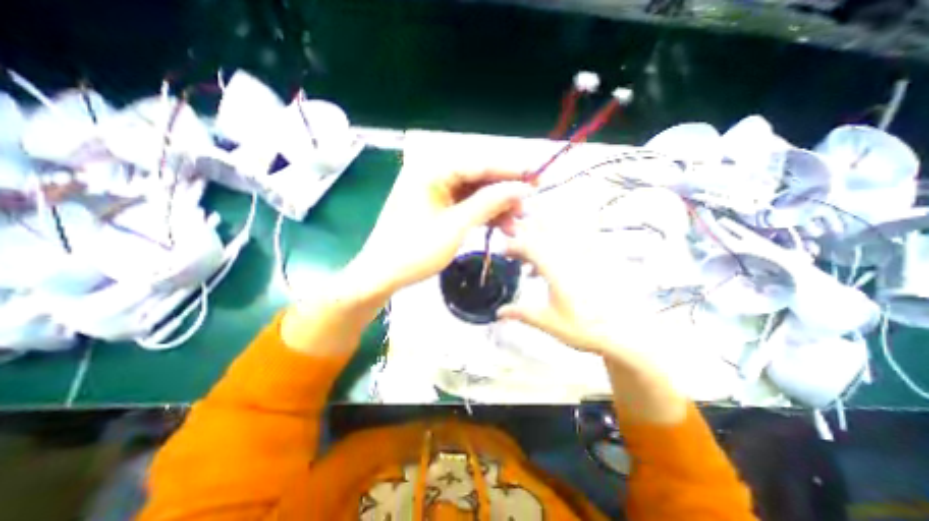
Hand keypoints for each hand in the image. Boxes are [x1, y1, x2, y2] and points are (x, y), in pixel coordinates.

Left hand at [346, 165, 536, 298]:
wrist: (383, 274)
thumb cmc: (415, 250)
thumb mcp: (456, 226)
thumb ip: (489, 203)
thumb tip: (521, 187)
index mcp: (431, 170)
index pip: (479, 164)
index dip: (510, 171)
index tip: (537, 177)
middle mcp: (432, 174)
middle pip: (478, 178)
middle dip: (504, 194)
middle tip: (528, 206)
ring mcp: (434, 191)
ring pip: (473, 194)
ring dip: (496, 208)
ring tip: (518, 224)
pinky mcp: (435, 207)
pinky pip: (465, 206)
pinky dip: (483, 216)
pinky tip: (501, 227)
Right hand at [500, 221, 688, 424]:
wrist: (626, 332)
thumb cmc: (584, 328)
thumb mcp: (549, 322)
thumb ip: (522, 313)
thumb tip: (498, 313)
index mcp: (556, 269)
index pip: (529, 245)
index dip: (512, 246)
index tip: (503, 253)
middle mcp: (570, 255)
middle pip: (543, 232)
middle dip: (526, 235)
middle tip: (516, 251)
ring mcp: (585, 254)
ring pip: (559, 232)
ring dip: (541, 238)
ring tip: (531, 262)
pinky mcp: (597, 257)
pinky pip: (575, 239)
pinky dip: (558, 246)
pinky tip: (553, 268)